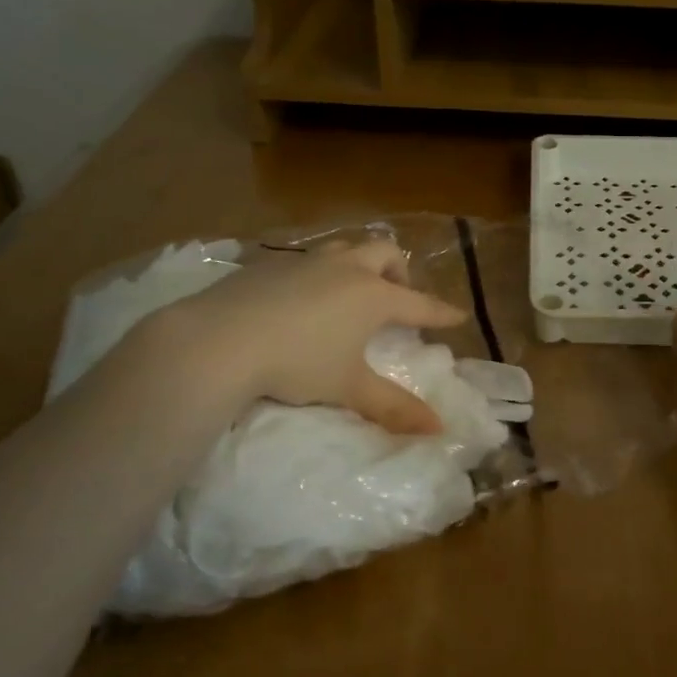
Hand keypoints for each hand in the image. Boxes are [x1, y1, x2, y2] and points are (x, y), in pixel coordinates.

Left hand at [133, 238, 466, 434]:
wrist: (219, 340)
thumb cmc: (297, 363)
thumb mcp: (349, 388)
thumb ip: (394, 407)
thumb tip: (437, 428)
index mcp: (372, 295)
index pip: (418, 303)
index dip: (440, 312)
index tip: (457, 315)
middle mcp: (345, 269)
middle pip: (385, 253)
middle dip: (399, 271)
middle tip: (398, 296)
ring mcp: (306, 261)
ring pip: (345, 248)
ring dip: (359, 263)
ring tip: (352, 290)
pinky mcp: (269, 263)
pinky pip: (308, 259)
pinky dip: (320, 272)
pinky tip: (302, 298)